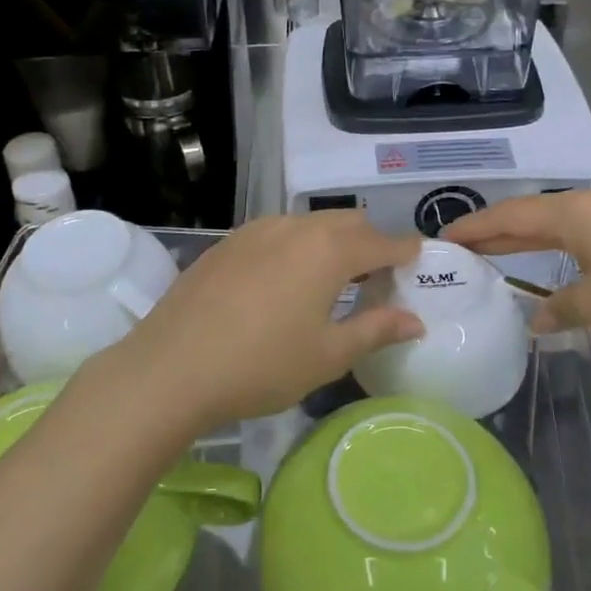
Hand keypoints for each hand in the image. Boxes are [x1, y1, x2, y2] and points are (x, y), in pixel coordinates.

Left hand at [106, 212, 422, 429]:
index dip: (405, 250)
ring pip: (308, 224)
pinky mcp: (227, 243)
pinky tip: (283, 281)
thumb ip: (376, 330)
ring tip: (330, 280)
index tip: (418, 259)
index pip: (382, 242)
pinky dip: (295, 247)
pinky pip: (275, 234)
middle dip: (369, 242)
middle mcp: (295, 227)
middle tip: (375, 278)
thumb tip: (415, 320)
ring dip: (330, 242)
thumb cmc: (261, 366)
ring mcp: (256, 230)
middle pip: (346, 223)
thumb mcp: (327, 355)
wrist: (172, 367)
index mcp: (328, 251)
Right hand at [443, 187, 590, 351]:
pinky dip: (585, 235)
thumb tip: (537, 318)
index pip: (509, 216)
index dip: (474, 228)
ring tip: (517, 249)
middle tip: (469, 248)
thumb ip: (560, 309)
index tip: (444, 238)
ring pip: (571, 219)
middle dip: (502, 232)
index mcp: (575, 214)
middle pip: (537, 214)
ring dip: (541, 235)